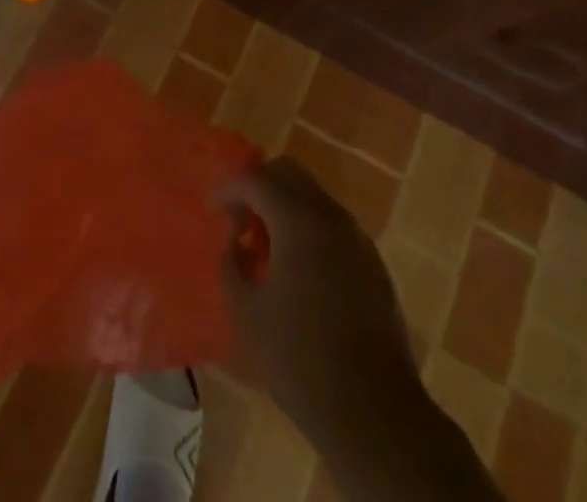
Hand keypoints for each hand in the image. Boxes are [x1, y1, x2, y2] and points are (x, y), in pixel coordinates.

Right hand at [216, 158, 422, 444]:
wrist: (375, 412)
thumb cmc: (300, 360)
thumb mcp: (247, 314)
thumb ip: (232, 265)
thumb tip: (235, 243)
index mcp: (298, 220)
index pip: (255, 179)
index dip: (228, 188)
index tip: (212, 210)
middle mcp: (330, 216)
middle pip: (289, 173)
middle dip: (258, 187)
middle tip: (239, 222)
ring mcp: (357, 238)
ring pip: (313, 197)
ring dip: (284, 208)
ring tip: (266, 250)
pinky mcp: (373, 263)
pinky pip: (332, 226)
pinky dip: (308, 230)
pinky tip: (299, 272)